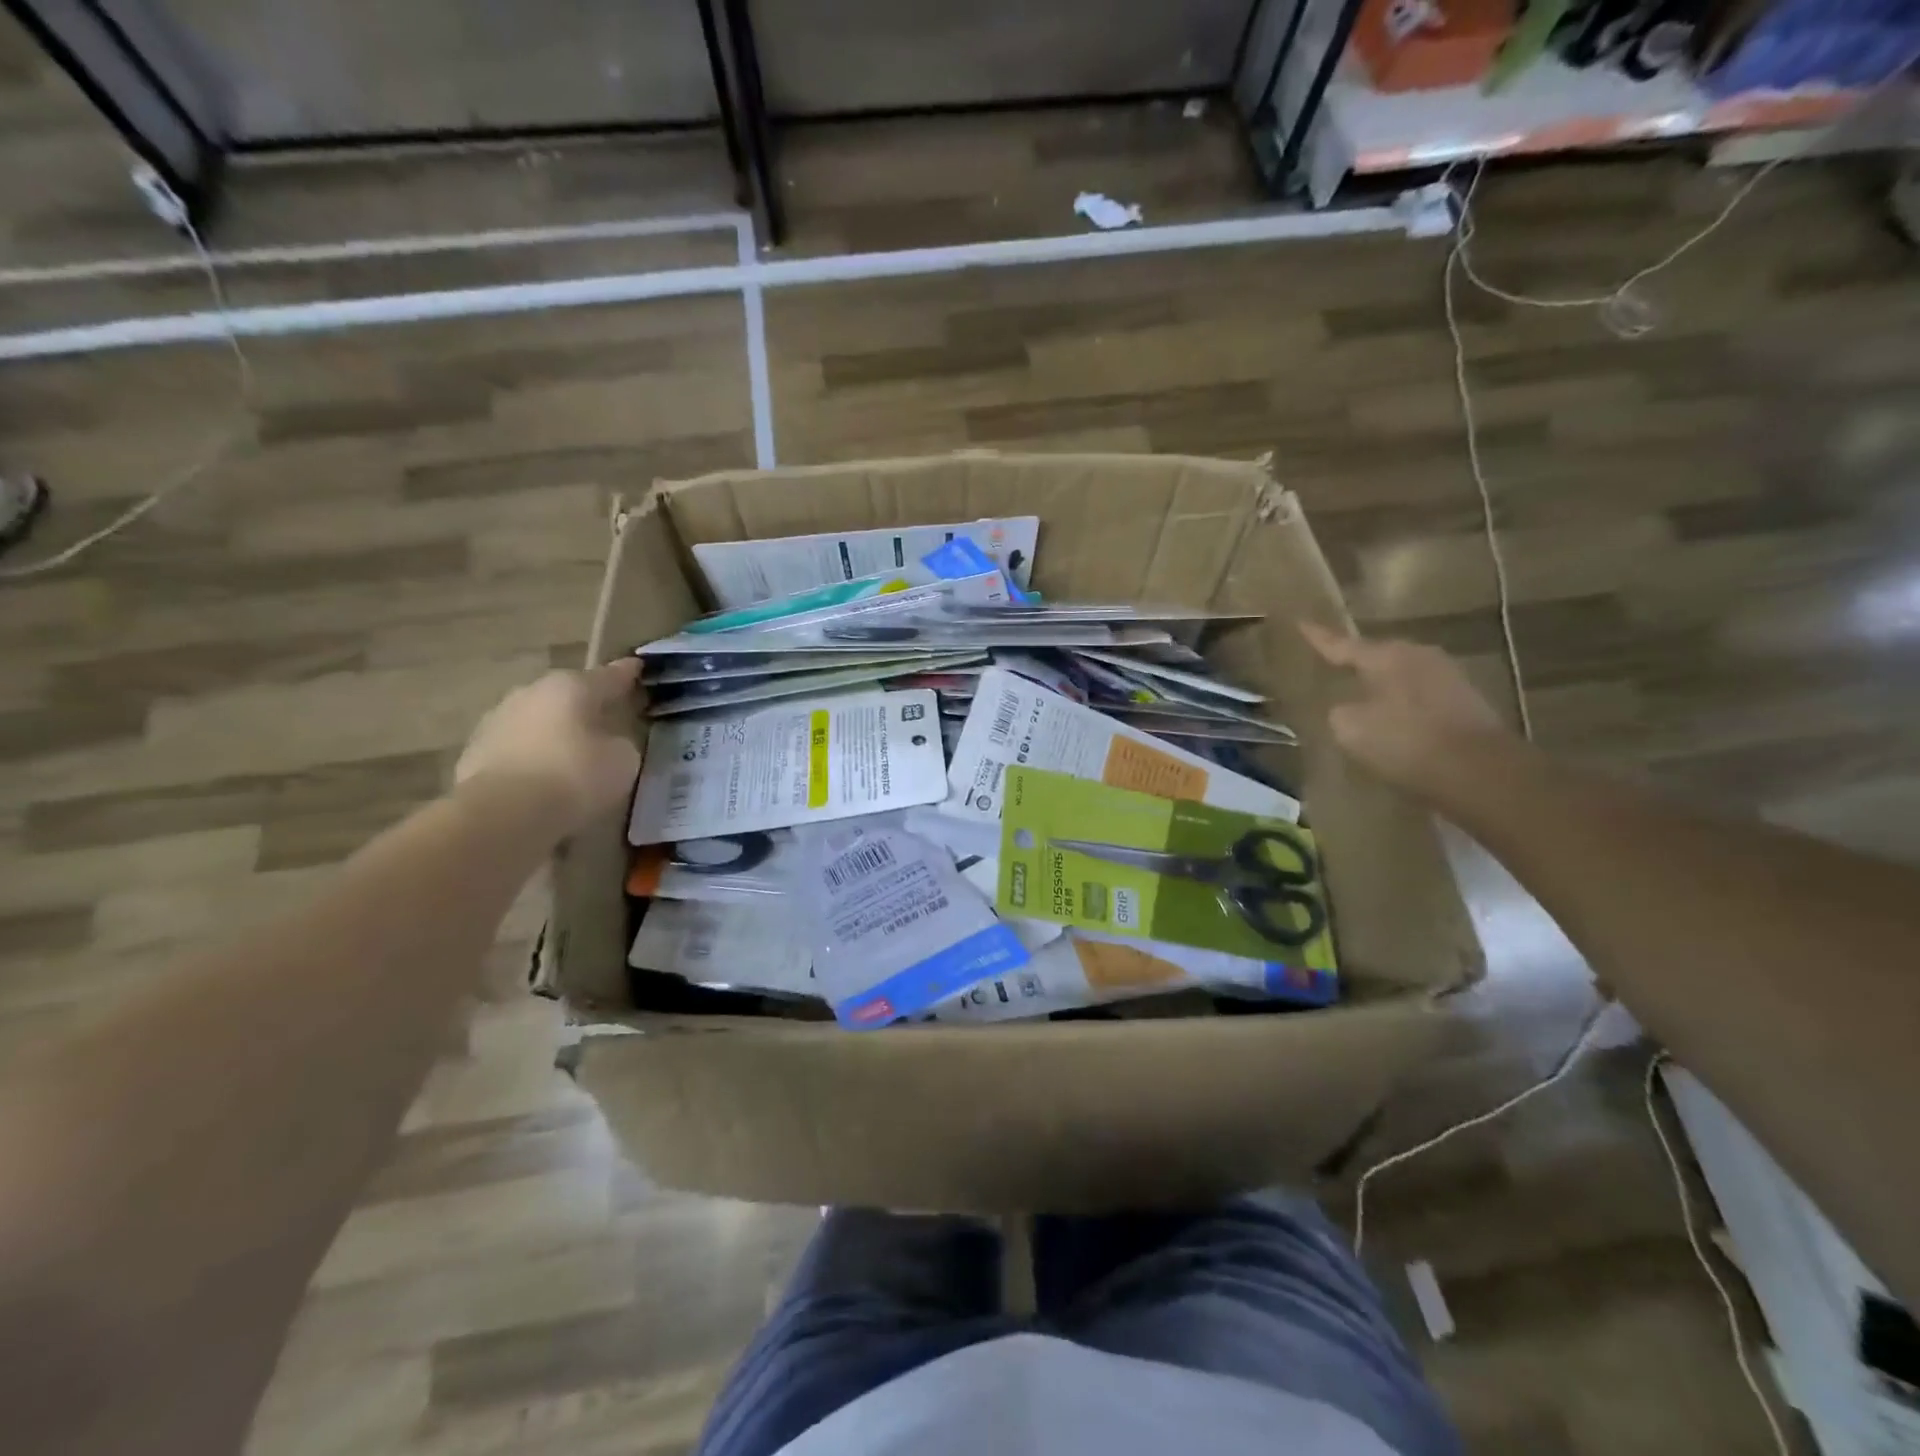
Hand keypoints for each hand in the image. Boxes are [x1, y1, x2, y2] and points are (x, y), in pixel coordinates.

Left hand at [455, 660, 641, 833]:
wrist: (502, 815)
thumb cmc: (574, 777)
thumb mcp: (622, 761)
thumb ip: (621, 744)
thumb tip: (610, 744)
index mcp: (570, 687)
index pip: (609, 676)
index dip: (627, 674)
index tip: (638, 667)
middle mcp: (531, 693)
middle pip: (568, 696)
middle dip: (587, 707)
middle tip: (608, 720)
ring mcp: (497, 721)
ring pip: (539, 722)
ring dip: (556, 733)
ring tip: (575, 755)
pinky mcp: (474, 754)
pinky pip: (518, 750)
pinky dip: (533, 759)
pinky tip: (545, 779)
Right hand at [1300, 622, 1510, 794]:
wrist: (1480, 772)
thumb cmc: (1405, 742)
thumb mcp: (1349, 728)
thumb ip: (1338, 711)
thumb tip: (1346, 707)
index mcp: (1387, 656)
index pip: (1341, 645)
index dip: (1318, 637)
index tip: (1300, 622)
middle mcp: (1419, 655)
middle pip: (1377, 657)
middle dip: (1355, 664)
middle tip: (1332, 668)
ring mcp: (1448, 676)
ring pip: (1400, 676)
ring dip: (1381, 688)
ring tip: (1361, 699)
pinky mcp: (1466, 702)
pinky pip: (1420, 696)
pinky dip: (1403, 707)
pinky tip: (1394, 723)